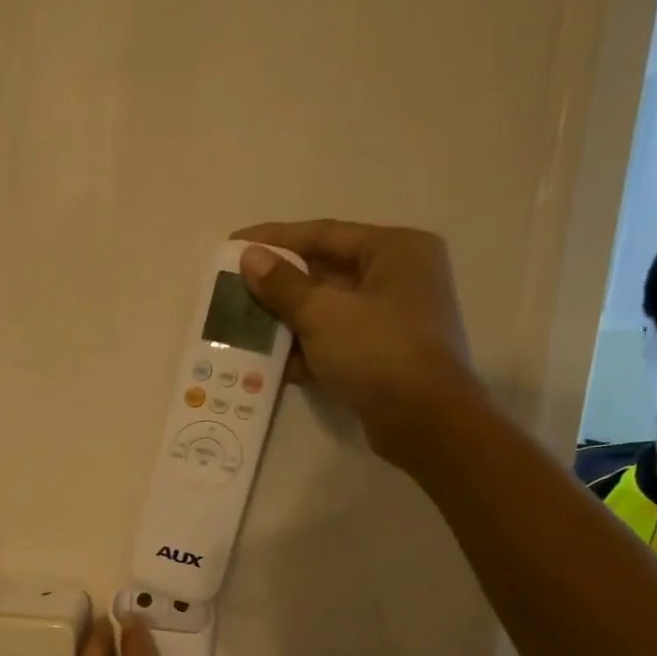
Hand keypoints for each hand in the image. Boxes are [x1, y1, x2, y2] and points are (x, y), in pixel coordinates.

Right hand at [232, 219, 482, 468]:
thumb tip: (249, 257)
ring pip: (326, 310)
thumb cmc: (378, 351)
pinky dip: (302, 349)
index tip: (234, 244)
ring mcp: (391, 319)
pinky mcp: (381, 355)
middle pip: (324, 272)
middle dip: (277, 284)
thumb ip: (282, 284)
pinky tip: (266, 362)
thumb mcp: (323, 313)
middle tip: (233, 288)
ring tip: (240, 325)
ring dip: (285, 319)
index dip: (275, 238)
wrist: (422, 421)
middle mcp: (398, 277)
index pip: (324, 234)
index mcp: (395, 250)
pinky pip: (333, 341)